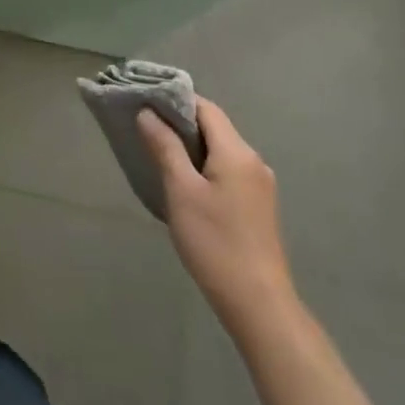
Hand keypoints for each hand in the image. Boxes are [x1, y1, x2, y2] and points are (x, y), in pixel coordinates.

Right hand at [138, 97, 297, 341]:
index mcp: (237, 152)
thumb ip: (165, 147)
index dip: (175, 100)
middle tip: (144, 126)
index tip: (145, 102)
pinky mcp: (258, 206)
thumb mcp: (181, 191)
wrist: (258, 304)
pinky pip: (227, 170)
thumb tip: (148, 113)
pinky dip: (204, 165)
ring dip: (191, 146)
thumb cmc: (215, 242)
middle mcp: (253, 161)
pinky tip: (184, 182)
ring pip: (220, 150)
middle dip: (180, 122)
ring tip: (158, 152)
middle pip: (214, 127)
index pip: (205, 108)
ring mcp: (259, 185)